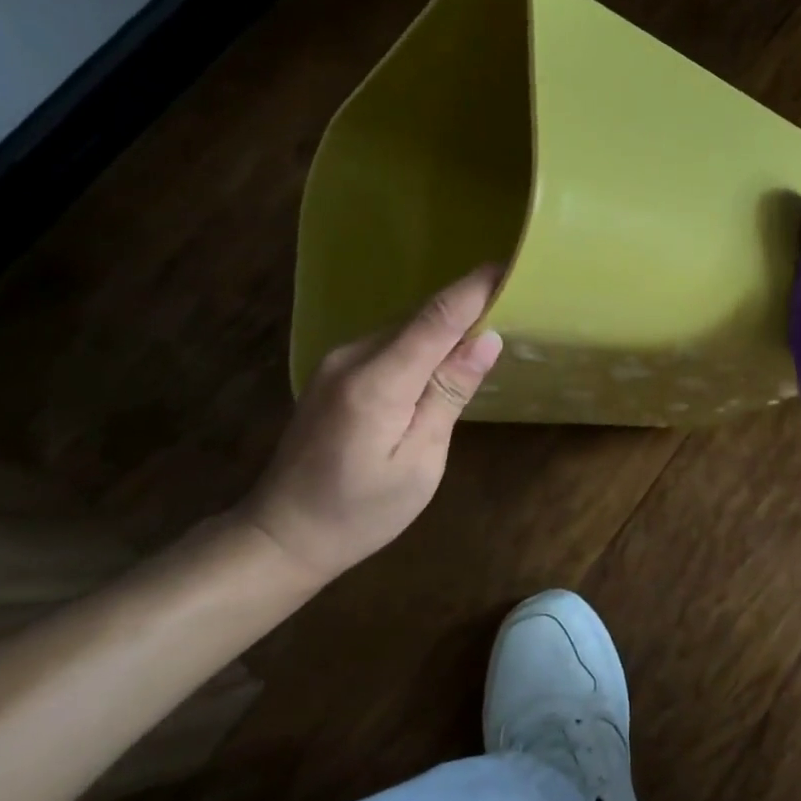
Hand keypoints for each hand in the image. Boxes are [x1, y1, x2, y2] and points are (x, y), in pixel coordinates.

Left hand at [235, 266, 503, 582]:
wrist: (282, 534)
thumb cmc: (361, 512)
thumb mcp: (420, 462)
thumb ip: (449, 394)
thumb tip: (487, 339)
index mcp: (377, 383)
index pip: (436, 318)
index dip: (475, 289)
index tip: (512, 265)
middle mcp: (352, 358)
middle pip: (421, 317)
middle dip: (468, 304)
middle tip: (517, 299)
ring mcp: (338, 362)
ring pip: (406, 327)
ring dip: (447, 324)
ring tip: (492, 323)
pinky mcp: (334, 371)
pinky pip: (390, 343)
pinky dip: (424, 341)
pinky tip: (446, 355)